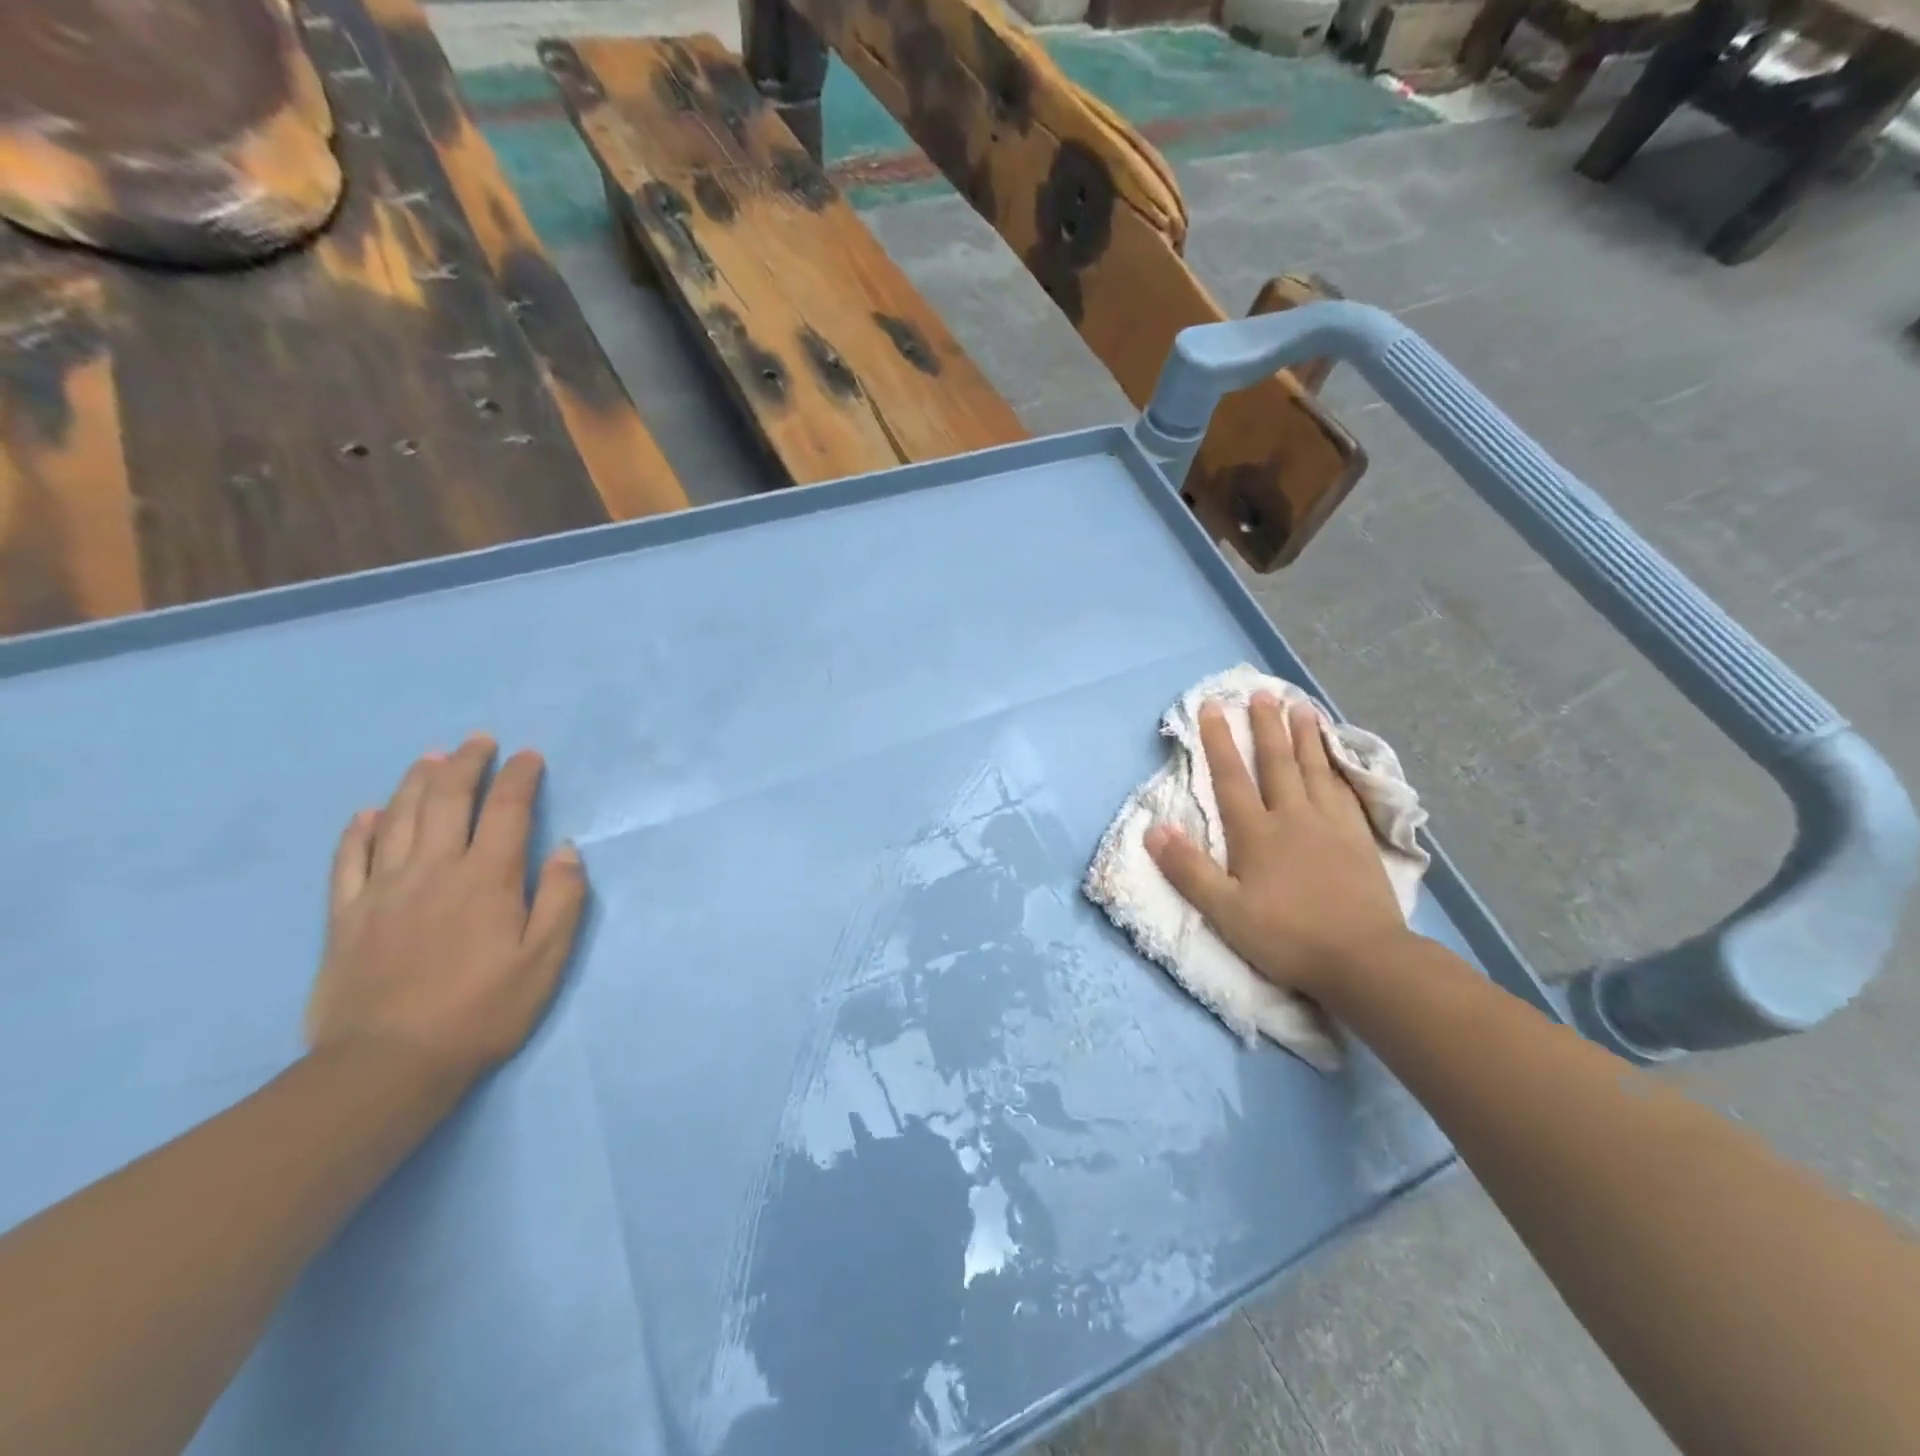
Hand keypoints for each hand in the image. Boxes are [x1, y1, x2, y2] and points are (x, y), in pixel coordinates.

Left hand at [305, 736, 587, 1085]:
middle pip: (448, 800)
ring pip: (399, 817)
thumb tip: (566, 849)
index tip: (530, 756)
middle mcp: (434, 869)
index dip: (520, 777)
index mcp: (487, 878)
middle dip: (467, 763)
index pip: (508, 810)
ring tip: (431, 757)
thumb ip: (562, 899)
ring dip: (417, 781)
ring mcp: (383, 889)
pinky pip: (349, 858)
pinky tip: (369, 813)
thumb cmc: (482, 1011)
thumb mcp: (545, 961)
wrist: (388, 1065)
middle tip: (479, 741)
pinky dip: (360, 829)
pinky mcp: (345, 915)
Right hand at [1144, 695, 1407, 1000]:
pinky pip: (1345, 792)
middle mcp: (1293, 818)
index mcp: (1256, 833)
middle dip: (1267, 727)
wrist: (1364, 959)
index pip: (1231, 778)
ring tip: (1302, 707)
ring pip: (1315, 770)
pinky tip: (1336, 760)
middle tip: (1263, 693)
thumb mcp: (1225, 911)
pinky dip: (1337, 769)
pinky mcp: (1358, 840)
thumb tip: (1154, 829)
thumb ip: (1188, 869)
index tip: (1212, 706)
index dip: (1219, 742)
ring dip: (1305, 737)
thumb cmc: (1287, 936)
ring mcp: (1330, 826)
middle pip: (1277, 764)